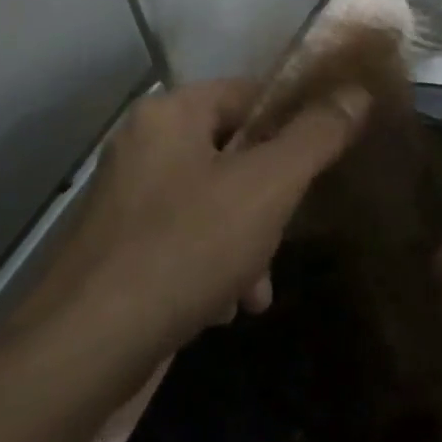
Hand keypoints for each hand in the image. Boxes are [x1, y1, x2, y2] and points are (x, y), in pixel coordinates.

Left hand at [17, 78, 369, 365]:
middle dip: (269, 202)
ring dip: (246, 243)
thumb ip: (315, 136)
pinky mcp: (118, 247)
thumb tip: (357, 92)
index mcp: (170, 113)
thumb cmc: (185, 248)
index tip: (320, 163)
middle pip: (232, 153)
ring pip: (212, 202)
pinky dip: (211, 266)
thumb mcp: (266, 187)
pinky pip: (182, 238)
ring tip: (256, 293)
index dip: (292, 123)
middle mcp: (142, 145)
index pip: (249, 94)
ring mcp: (125, 198)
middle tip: (284, 238)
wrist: (84, 349)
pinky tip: (223, 309)